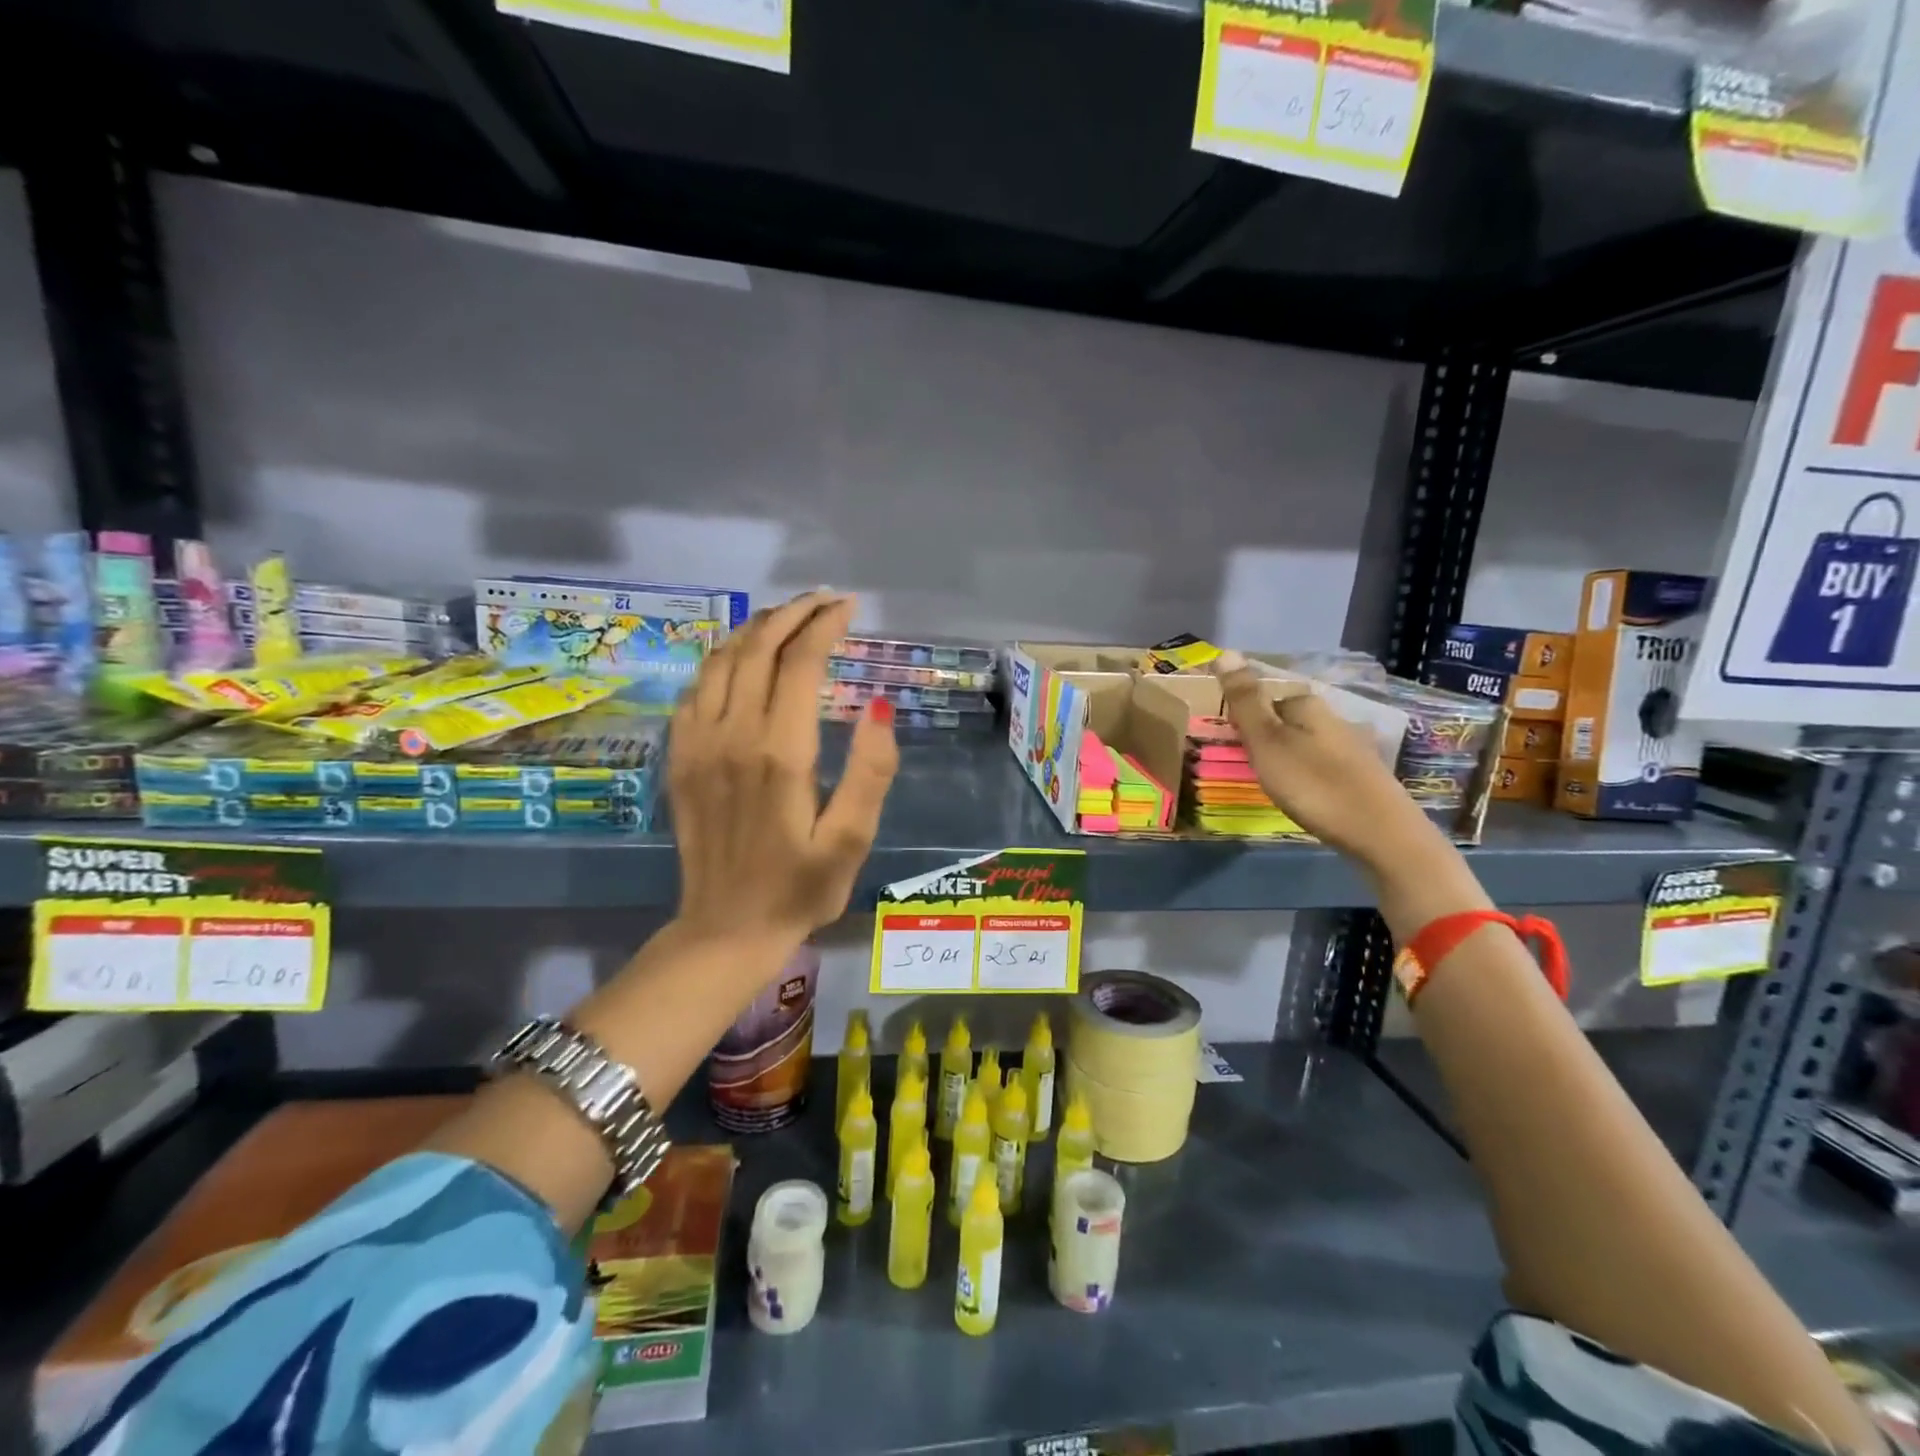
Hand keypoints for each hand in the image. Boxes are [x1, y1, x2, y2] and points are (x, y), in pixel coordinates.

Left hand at [668, 590, 898, 953]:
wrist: (726, 929)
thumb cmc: (799, 888)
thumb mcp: (852, 840)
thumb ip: (870, 772)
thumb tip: (879, 706)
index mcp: (780, 752)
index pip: (801, 662)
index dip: (825, 625)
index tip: (848, 607)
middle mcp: (733, 735)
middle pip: (757, 648)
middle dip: (792, 614)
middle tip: (823, 601)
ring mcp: (697, 743)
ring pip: (721, 660)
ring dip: (755, 629)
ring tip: (787, 619)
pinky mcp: (679, 757)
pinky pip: (695, 688)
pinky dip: (721, 659)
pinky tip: (740, 659)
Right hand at [1211, 650, 1435, 871]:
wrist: (1380, 833)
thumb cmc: (1313, 784)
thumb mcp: (1267, 742)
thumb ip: (1245, 700)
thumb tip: (1225, 651)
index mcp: (1307, 705)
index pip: (1264, 698)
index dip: (1243, 719)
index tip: (1228, 744)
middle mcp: (1332, 717)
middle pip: (1285, 720)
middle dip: (1264, 736)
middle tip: (1244, 765)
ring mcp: (1350, 746)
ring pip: (1303, 742)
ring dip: (1284, 756)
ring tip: (1268, 782)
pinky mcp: (1361, 775)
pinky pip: (1319, 764)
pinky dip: (1304, 774)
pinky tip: (1302, 794)